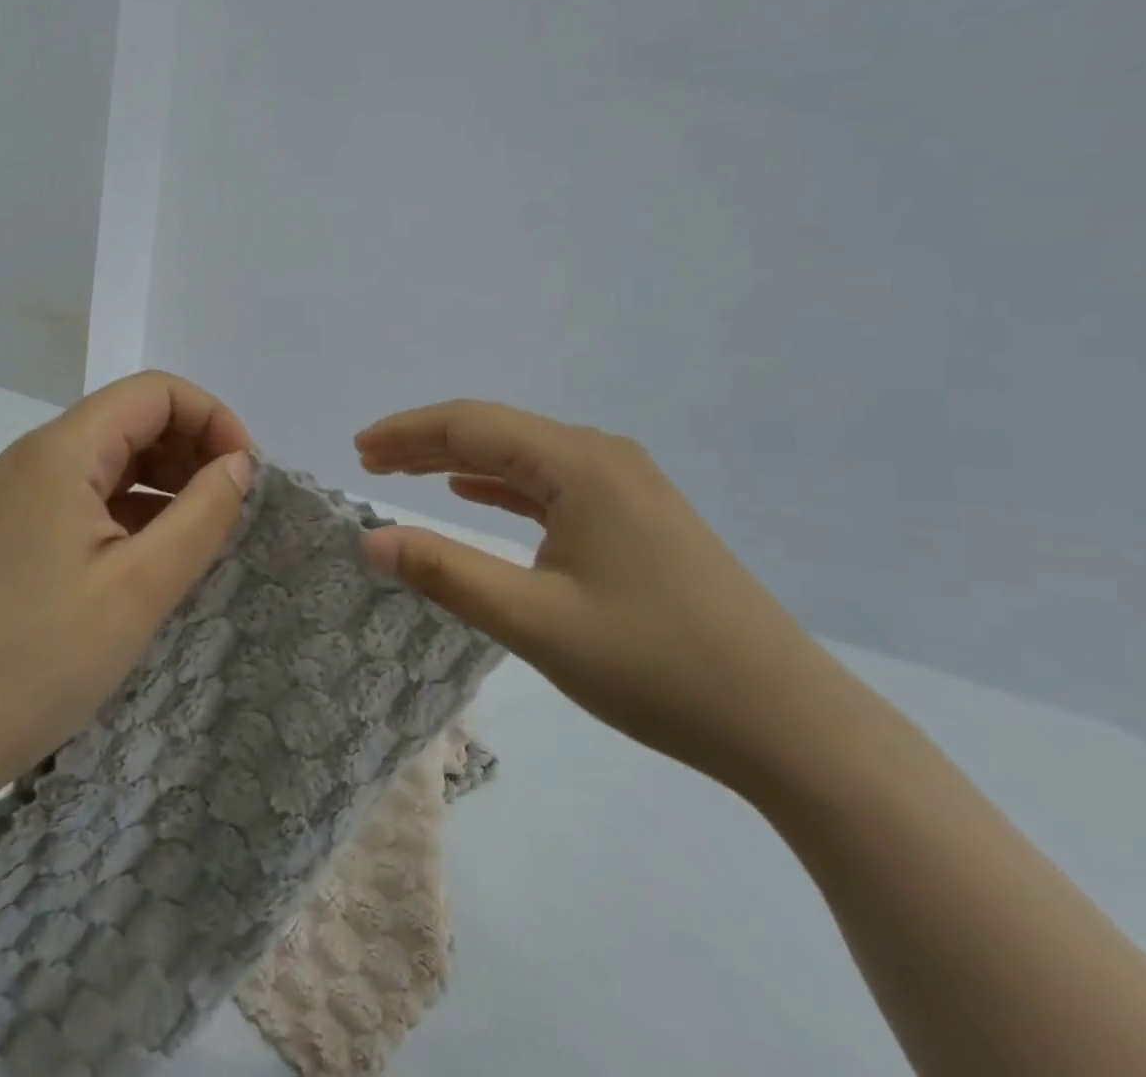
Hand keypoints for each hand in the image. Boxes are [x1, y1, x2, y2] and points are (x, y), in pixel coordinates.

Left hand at [0, 371, 252, 793]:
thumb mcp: (143, 585)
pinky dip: (135, 506)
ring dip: (167, 479)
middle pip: (134, 417)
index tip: (244, 475)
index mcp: (61, 451)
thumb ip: (203, 513)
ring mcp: (22, 492)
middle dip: (192, 448)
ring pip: (114, 455)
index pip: (155, 392)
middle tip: (229, 506)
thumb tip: (240, 464)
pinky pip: (91, 492)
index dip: (211, 419)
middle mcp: (36, 456)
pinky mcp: (18, 527)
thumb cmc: (43, 658)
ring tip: (201, 530)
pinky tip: (158, 551)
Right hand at [354, 400, 861, 792]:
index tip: (357, 450)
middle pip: (497, 433)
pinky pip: (553, 485)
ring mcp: (627, 485)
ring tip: (406, 473)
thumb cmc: (655, 665)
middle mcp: (603, 456)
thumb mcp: (534, 621)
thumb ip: (446, 572)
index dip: (407, 433)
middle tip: (368, 461)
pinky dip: (505, 487)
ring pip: (524, 458)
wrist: (788, 721)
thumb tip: (370, 539)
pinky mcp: (638, 516)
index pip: (471, 426)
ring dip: (462, 463)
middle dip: (427, 443)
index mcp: (578, 463)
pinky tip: (477, 496)